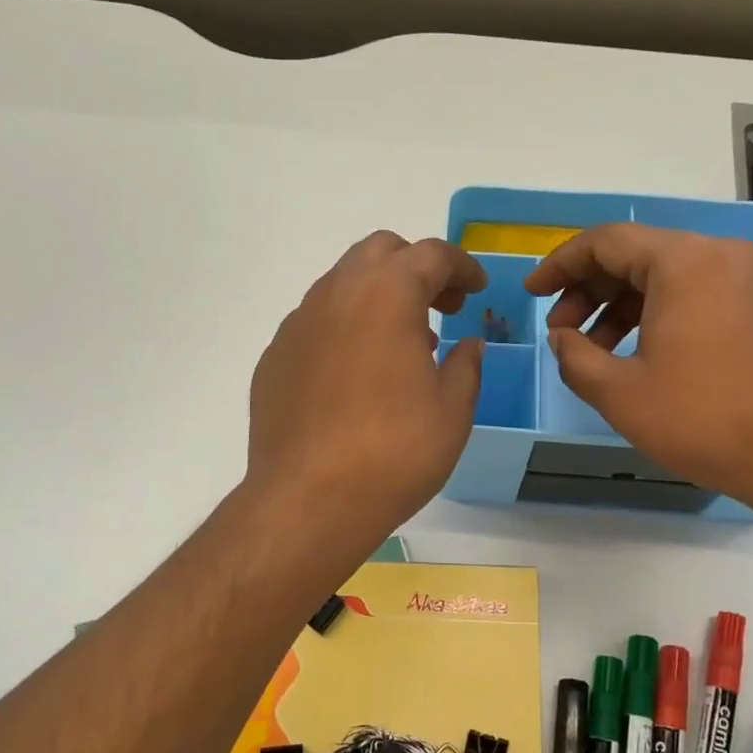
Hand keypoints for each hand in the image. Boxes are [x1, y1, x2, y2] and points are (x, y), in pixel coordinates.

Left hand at [248, 232, 486, 545]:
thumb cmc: (393, 453)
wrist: (308, 500)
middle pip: (380, 252)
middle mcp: (336, 294)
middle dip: (416, 268)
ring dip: (378, 296)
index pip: (432, 254)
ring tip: (402, 344)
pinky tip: (356, 374)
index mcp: (387, 294)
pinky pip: (317, 322)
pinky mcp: (274, 356)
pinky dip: (345, 328)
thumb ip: (466, 365)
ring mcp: (298, 324)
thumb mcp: (452, 411)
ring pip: (343, 284)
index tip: (477, 289)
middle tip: (441, 307)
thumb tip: (467, 344)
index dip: (462, 266)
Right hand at [524, 224, 752, 518]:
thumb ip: (575, 357)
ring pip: (665, 276)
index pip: (606, 241)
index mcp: (685, 262)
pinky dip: (655, 315)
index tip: (532, 292)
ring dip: (619, 307)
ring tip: (591, 350)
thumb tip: (561, 339)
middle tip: (559, 330)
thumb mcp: (621, 393)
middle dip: (588, 290)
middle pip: (636, 255)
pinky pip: (694, 294)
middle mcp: (719, 255)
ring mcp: (747, 279)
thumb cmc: (706, 419)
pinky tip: (635, 354)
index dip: (560, 264)